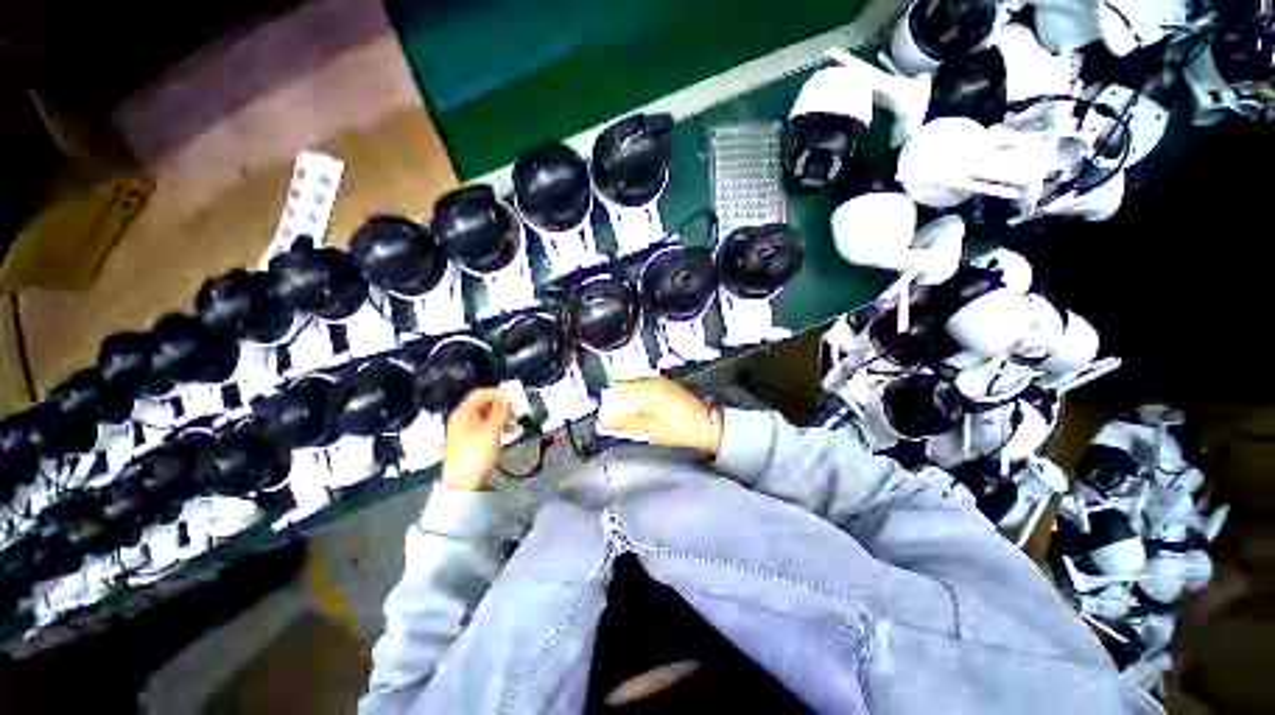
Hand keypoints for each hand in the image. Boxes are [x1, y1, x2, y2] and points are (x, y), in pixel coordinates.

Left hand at [441, 388, 511, 490]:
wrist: (463, 482)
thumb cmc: (476, 453)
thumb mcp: (493, 428)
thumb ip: (501, 410)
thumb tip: (507, 396)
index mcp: (463, 412)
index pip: (480, 393)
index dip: (497, 393)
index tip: (512, 397)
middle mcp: (462, 419)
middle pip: (484, 404)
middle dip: (502, 406)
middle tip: (517, 410)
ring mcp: (466, 431)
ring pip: (487, 417)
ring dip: (503, 417)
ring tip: (517, 421)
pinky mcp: (471, 442)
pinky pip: (487, 428)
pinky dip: (499, 427)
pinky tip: (511, 432)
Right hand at [597, 378, 721, 455]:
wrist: (707, 426)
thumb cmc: (683, 429)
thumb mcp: (650, 429)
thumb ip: (626, 422)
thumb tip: (607, 420)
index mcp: (649, 389)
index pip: (619, 388)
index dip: (609, 401)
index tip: (605, 412)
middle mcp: (655, 382)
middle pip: (628, 386)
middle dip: (618, 400)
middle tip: (614, 416)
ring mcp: (663, 383)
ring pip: (637, 388)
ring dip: (630, 400)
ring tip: (628, 416)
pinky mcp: (669, 388)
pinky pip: (648, 389)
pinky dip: (641, 399)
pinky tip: (642, 412)